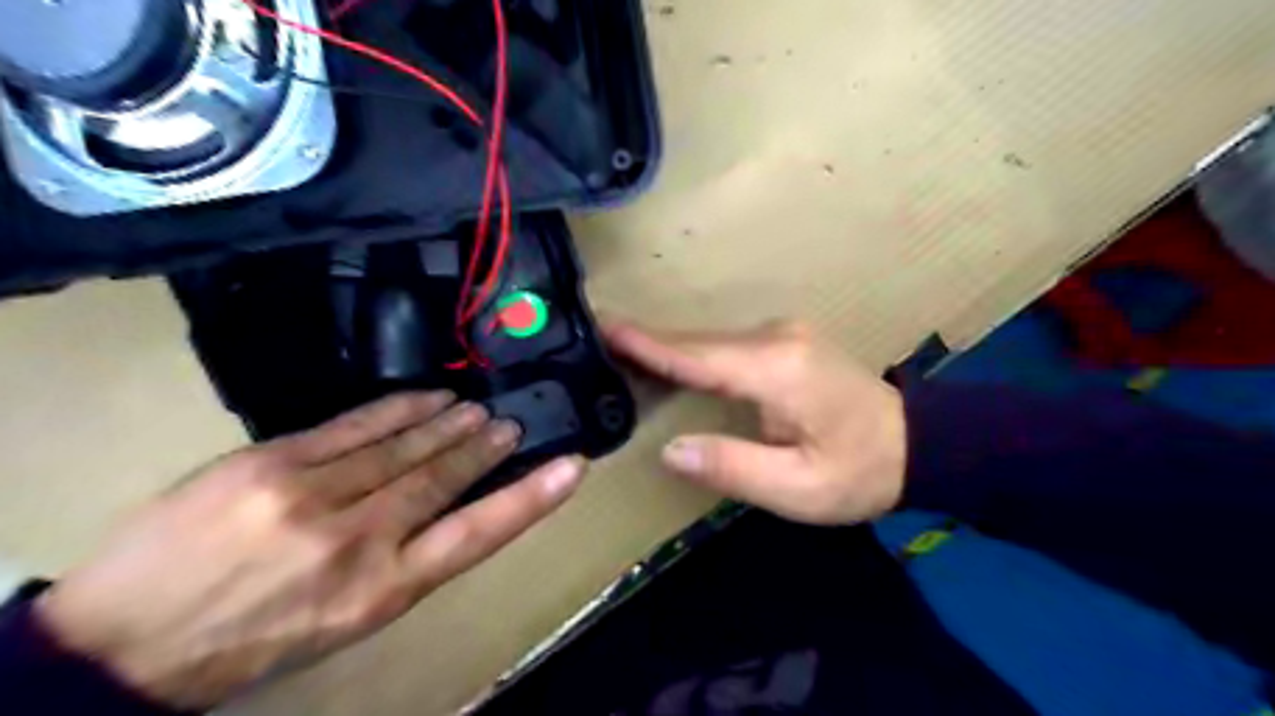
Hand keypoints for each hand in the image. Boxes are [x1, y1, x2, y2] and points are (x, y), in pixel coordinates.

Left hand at [34, 396, 579, 707]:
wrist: (123, 642)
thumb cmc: (254, 638)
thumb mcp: (345, 619)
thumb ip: (403, 560)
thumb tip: (448, 507)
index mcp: (382, 590)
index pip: (478, 534)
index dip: (531, 499)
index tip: (570, 468)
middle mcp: (359, 539)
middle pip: (444, 478)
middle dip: (484, 448)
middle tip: (508, 427)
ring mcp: (313, 494)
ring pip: (405, 446)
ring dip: (448, 424)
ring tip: (475, 411)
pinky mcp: (273, 461)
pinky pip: (355, 424)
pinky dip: (399, 408)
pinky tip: (426, 398)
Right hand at [606, 319, 906, 523]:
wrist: (915, 443)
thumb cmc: (859, 473)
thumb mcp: (798, 488)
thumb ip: (732, 467)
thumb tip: (669, 451)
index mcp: (777, 371)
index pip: (697, 356)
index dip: (647, 345)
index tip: (602, 327)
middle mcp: (776, 339)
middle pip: (698, 344)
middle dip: (647, 344)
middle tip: (596, 345)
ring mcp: (782, 334)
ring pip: (709, 342)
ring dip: (667, 349)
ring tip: (619, 354)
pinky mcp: (784, 341)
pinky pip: (725, 345)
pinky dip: (692, 353)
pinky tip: (668, 361)